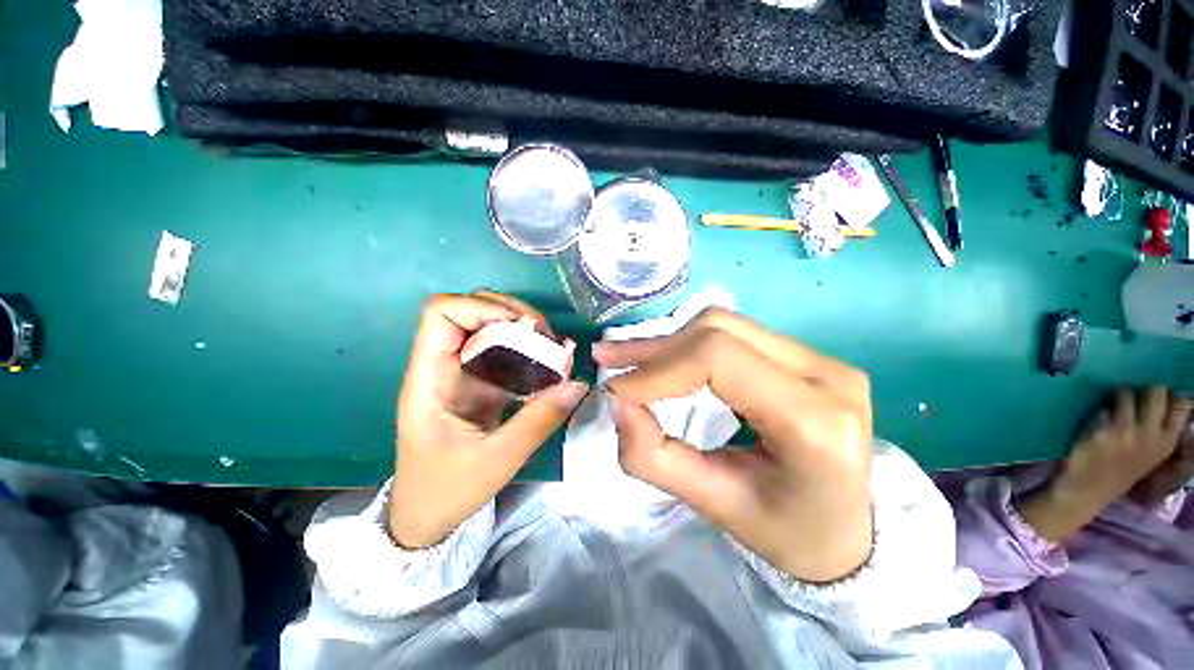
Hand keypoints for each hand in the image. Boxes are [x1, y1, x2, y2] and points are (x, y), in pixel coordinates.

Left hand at [390, 291, 588, 548]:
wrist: (426, 515)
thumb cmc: (447, 490)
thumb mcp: (497, 460)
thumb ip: (538, 420)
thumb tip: (577, 384)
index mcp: (429, 379)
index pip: (441, 314)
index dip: (482, 308)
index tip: (522, 327)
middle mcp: (442, 365)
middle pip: (469, 310)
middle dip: (511, 312)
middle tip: (545, 334)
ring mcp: (461, 372)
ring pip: (488, 326)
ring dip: (522, 328)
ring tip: (552, 345)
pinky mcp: (479, 382)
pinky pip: (502, 350)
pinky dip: (527, 348)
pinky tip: (549, 362)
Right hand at [593, 308, 873, 582]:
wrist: (849, 529)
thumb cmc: (788, 531)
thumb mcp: (715, 506)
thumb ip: (655, 456)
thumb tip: (618, 402)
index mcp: (815, 421)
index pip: (720, 358)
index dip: (660, 368)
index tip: (618, 390)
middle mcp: (826, 374)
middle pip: (719, 330)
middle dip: (656, 347)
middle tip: (611, 360)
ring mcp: (820, 357)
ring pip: (724, 324)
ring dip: (669, 341)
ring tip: (629, 357)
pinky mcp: (805, 355)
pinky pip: (734, 334)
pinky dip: (689, 344)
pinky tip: (665, 359)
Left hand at [1018, 388, 1192, 542]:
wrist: (1087, 491)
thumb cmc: (1120, 472)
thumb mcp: (1151, 454)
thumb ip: (1159, 430)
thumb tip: (1168, 400)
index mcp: (1167, 442)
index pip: (1182, 405)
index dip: (1172, 395)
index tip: (1164, 395)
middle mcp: (1150, 433)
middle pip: (1156, 391)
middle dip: (1146, 389)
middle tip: (1137, 396)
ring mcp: (1126, 430)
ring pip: (1126, 393)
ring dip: (1118, 397)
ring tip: (1114, 408)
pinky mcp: (1102, 429)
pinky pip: (1102, 408)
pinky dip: (1099, 411)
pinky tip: (1096, 423)